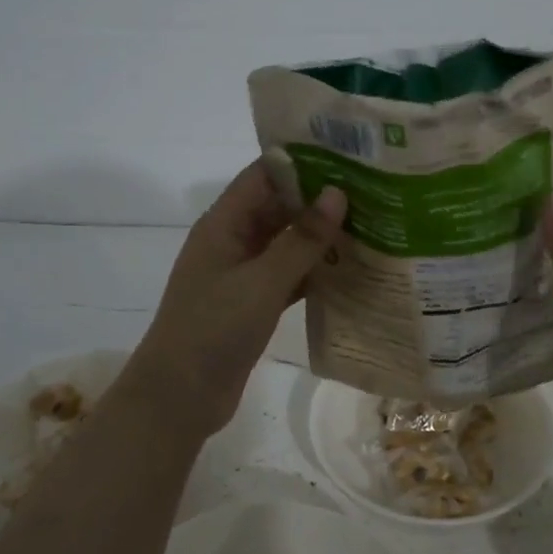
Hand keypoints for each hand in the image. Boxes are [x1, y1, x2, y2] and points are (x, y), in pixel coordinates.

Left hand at [128, 163, 346, 437]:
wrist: (179, 397)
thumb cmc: (214, 329)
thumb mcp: (262, 281)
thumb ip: (301, 239)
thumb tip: (338, 193)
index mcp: (223, 224)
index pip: (264, 175)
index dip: (302, 162)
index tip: (348, 155)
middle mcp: (232, 242)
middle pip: (278, 207)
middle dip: (319, 200)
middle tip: (372, 191)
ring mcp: (242, 275)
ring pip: (286, 244)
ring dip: (321, 237)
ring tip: (371, 224)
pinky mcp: (253, 304)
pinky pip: (288, 277)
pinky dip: (314, 273)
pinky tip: (352, 271)